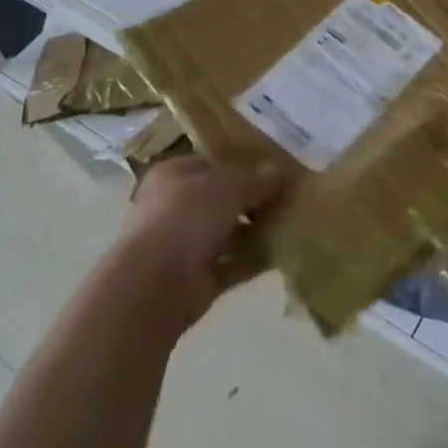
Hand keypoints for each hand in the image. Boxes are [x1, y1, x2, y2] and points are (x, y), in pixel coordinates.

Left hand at [116, 155, 280, 332]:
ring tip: (290, 222)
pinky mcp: (195, 279)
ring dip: (255, 231)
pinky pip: (232, 264)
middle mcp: (173, 208)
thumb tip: (279, 172)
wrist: (157, 283)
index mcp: (172, 175)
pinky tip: (281, 251)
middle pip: (220, 199)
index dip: (240, 165)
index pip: (210, 164)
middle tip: (286, 197)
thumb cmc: (188, 215)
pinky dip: (253, 259)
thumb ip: (257, 179)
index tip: (272, 170)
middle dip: (251, 200)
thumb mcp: (230, 184)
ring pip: (227, 232)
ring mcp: (182, 246)